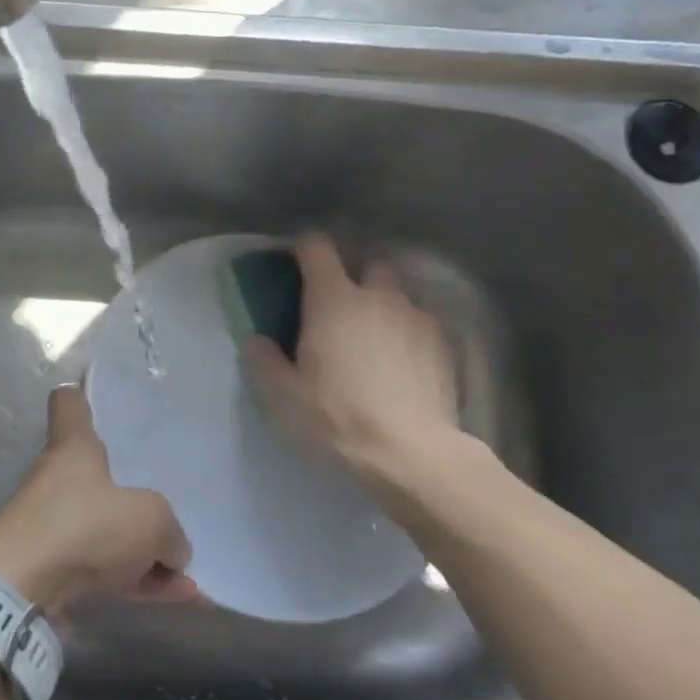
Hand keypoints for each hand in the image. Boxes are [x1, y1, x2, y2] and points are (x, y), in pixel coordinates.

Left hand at [0, 386, 196, 611]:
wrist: (19, 592)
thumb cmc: (84, 526)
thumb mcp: (150, 519)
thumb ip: (170, 531)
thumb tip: (172, 550)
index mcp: (73, 448)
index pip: (69, 404)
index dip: (83, 397)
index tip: (97, 400)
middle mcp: (59, 482)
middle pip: (100, 478)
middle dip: (135, 501)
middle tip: (170, 519)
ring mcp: (54, 528)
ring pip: (108, 532)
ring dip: (146, 555)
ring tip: (187, 581)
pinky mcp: (53, 571)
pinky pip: (104, 570)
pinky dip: (136, 583)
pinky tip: (176, 600)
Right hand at [244, 233, 462, 491]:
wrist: (410, 451)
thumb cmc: (337, 417)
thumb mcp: (284, 397)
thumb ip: (265, 362)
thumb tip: (255, 339)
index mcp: (333, 300)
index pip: (318, 248)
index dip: (305, 248)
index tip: (298, 262)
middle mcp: (378, 296)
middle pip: (370, 263)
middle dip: (357, 276)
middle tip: (343, 309)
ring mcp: (416, 317)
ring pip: (399, 296)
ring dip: (385, 308)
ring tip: (377, 342)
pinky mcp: (444, 343)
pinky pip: (422, 325)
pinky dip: (410, 335)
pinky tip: (404, 366)